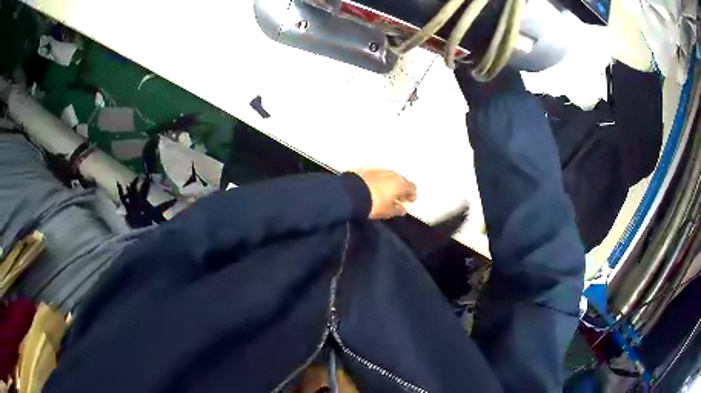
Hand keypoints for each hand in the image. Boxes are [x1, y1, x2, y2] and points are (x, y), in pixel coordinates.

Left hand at [356, 169, 416, 219]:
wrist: (351, 194)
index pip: (411, 187)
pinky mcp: (367, 170)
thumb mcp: (387, 211)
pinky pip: (377, 176)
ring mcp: (379, 170)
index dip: (411, 194)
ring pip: (389, 177)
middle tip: (398, 197)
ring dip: (389, 184)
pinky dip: (379, 181)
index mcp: (400, 183)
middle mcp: (392, 174)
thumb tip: (402, 209)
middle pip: (400, 180)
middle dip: (400, 188)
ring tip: (386, 193)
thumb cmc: (374, 204)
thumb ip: (397, 210)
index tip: (409, 200)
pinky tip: (375, 187)